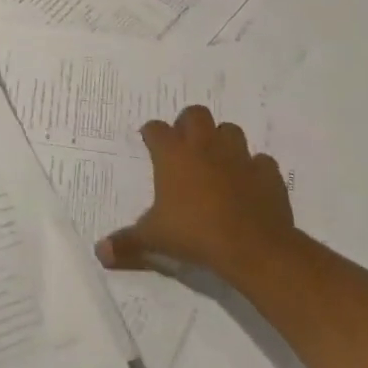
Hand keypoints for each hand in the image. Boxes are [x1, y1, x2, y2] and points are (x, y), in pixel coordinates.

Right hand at [96, 104, 296, 282]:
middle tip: (184, 146)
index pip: (156, 128)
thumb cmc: (195, 234)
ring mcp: (239, 157)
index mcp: (173, 154)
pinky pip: (260, 161)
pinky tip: (248, 183)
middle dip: (188, 124)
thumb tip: (100, 253)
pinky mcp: (267, 173)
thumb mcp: (154, 239)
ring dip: (222, 140)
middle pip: (195, 115)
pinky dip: (253, 168)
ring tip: (216, 160)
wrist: (254, 248)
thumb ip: (127, 243)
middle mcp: (204, 146)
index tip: (150, 143)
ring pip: (230, 130)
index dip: (152, 134)